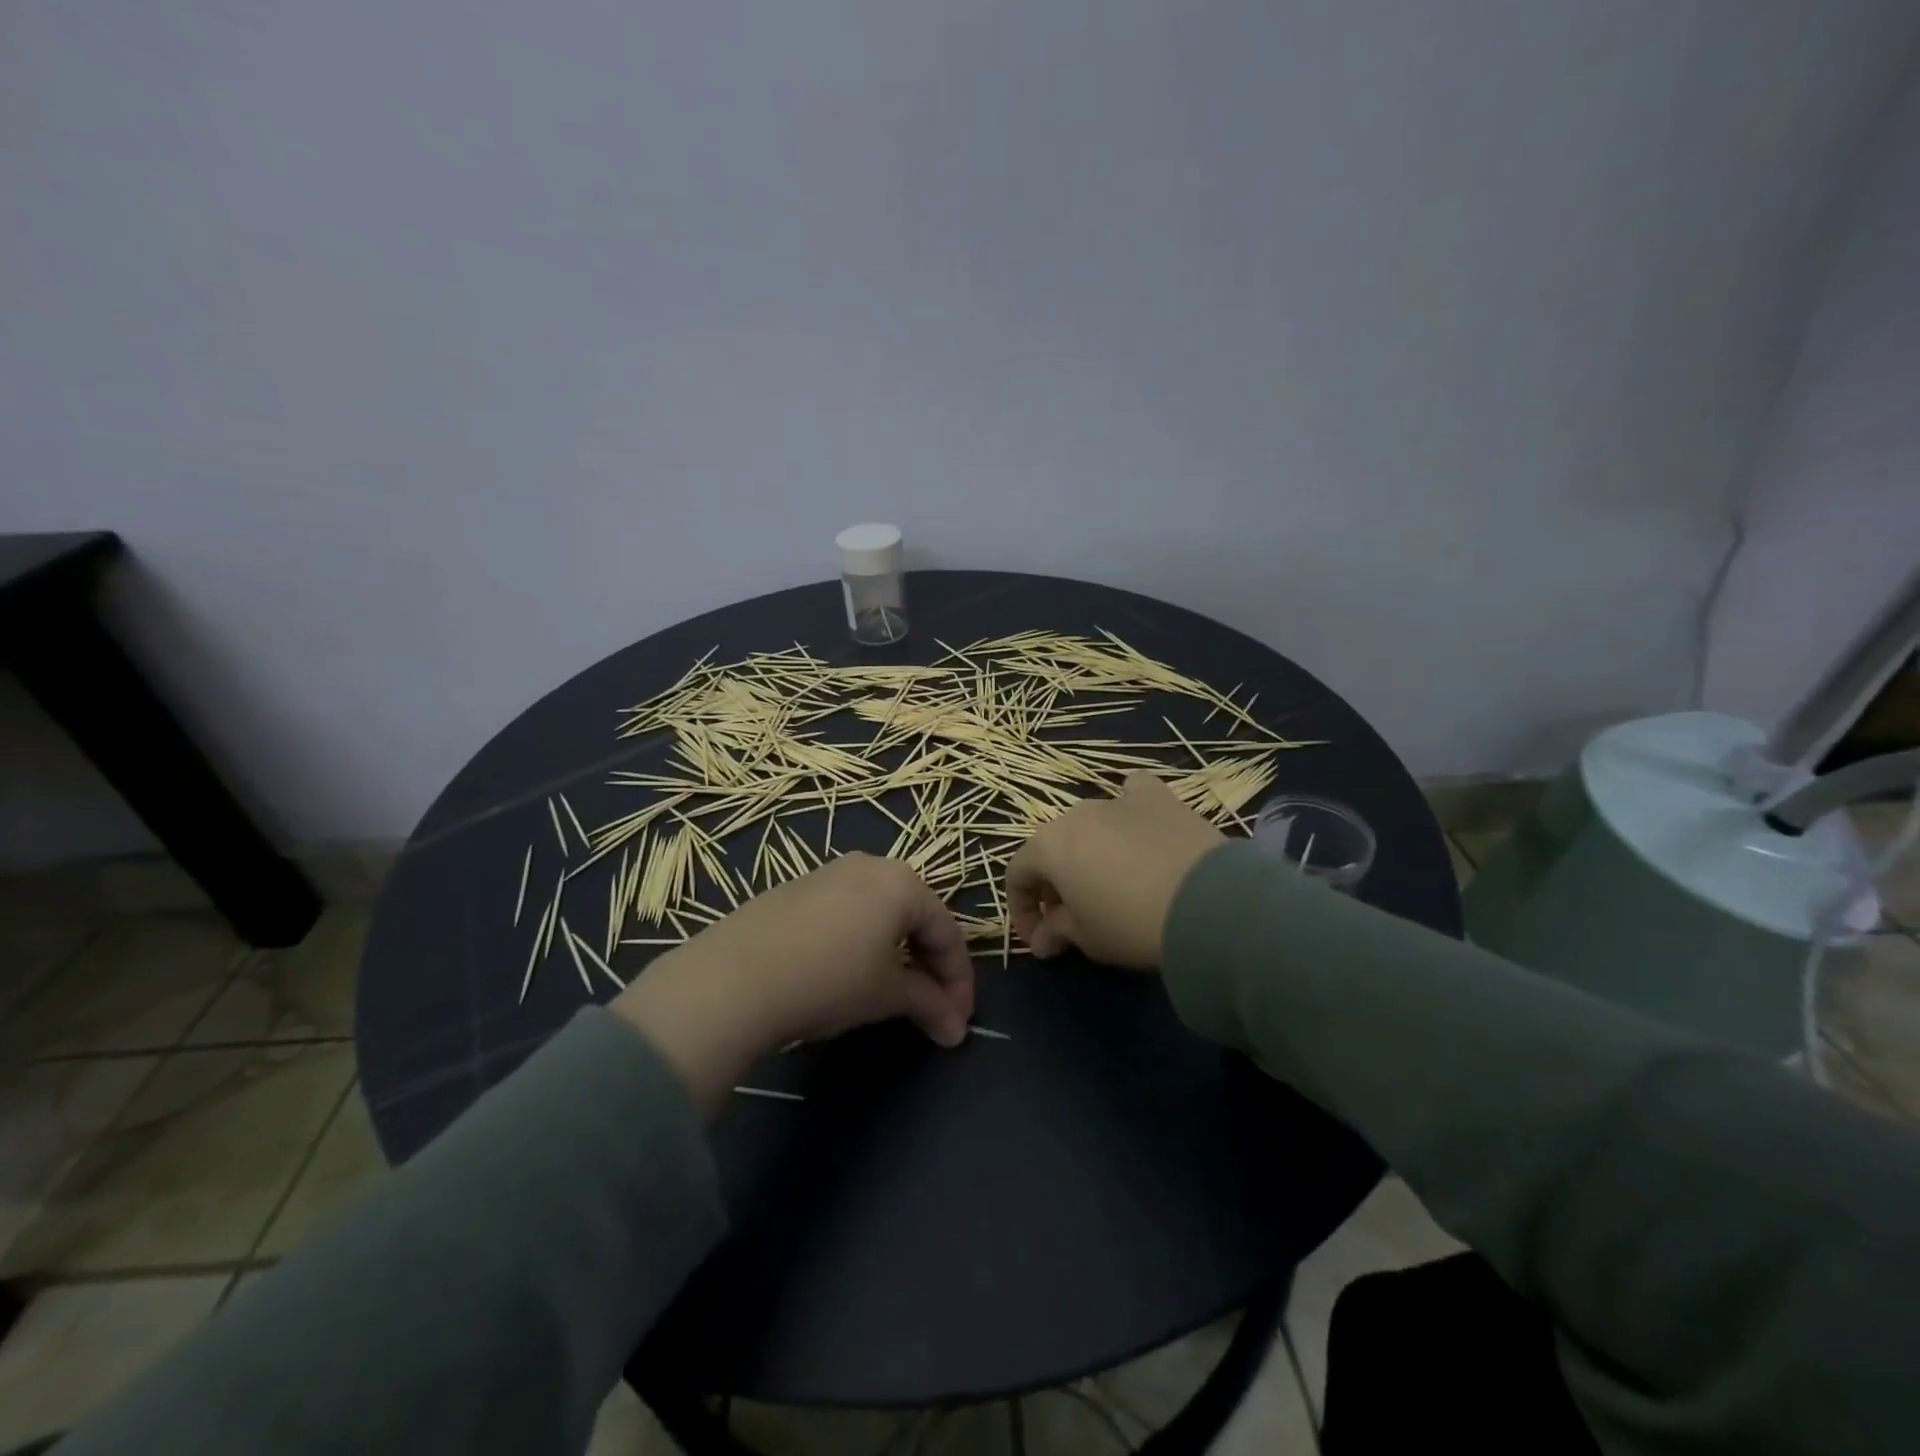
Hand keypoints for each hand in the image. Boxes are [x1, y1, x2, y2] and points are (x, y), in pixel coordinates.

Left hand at [611, 854, 974, 1112]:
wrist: (733, 978)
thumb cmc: (829, 979)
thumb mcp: (886, 994)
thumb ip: (929, 1005)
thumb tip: (956, 1030)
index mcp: (902, 882)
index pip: (947, 932)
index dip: (959, 980)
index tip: (960, 1020)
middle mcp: (869, 865)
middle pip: (915, 917)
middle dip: (930, 966)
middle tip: (934, 1009)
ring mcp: (827, 873)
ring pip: (879, 913)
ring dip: (896, 953)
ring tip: (893, 994)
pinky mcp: (794, 889)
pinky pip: (844, 913)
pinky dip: (860, 942)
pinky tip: (846, 974)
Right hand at [1007, 772, 1224, 970]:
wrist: (1208, 902)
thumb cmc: (1132, 924)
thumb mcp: (1088, 939)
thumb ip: (1057, 932)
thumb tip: (1042, 939)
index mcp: (1048, 846)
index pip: (1017, 875)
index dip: (1022, 910)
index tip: (1040, 940)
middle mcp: (1075, 814)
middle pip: (1053, 847)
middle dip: (1056, 882)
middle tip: (1073, 916)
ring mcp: (1117, 800)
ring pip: (1090, 824)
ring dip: (1089, 851)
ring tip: (1110, 880)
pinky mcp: (1158, 796)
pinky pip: (1133, 794)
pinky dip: (1129, 810)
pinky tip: (1139, 827)